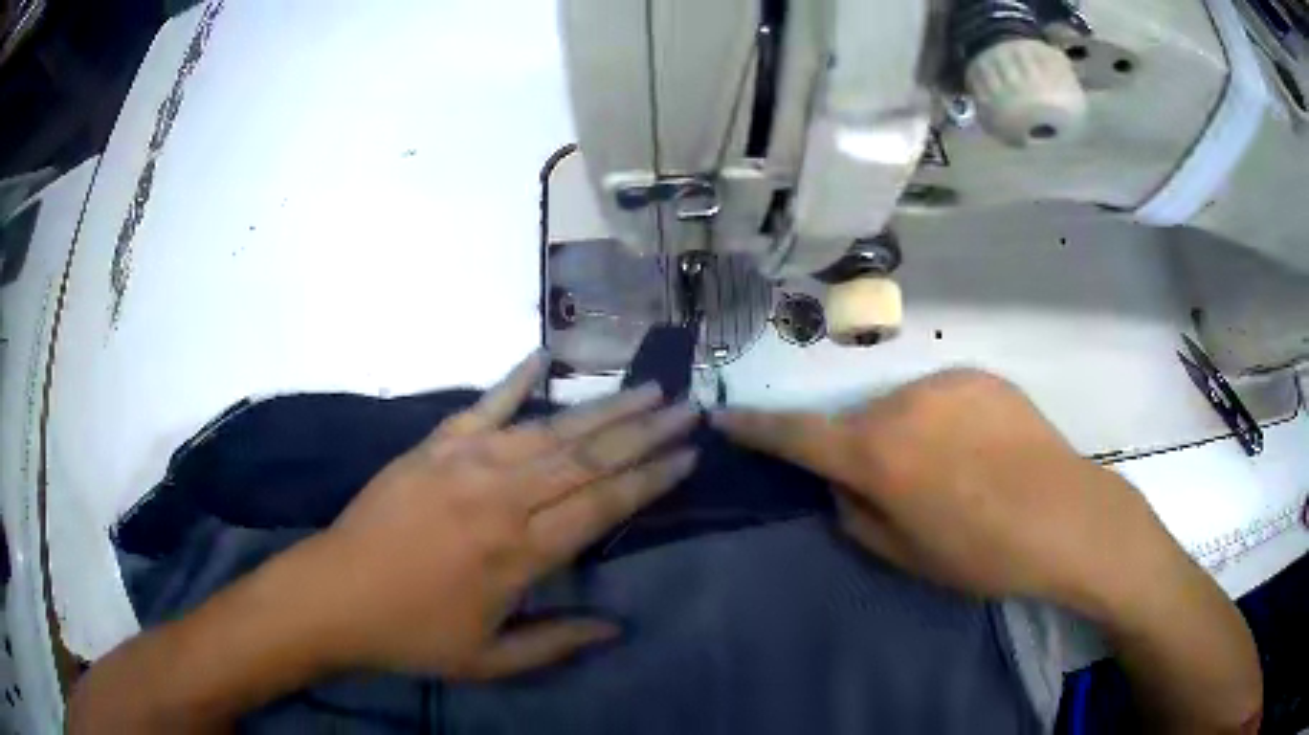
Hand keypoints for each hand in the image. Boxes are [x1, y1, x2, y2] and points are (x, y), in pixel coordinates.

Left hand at [299, 351, 698, 678]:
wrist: (335, 594)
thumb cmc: (414, 634)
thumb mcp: (490, 660)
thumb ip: (557, 641)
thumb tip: (618, 627)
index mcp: (519, 552)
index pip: (604, 505)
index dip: (651, 478)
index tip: (689, 454)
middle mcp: (501, 496)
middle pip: (587, 456)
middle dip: (644, 431)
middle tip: (687, 406)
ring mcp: (464, 462)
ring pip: (549, 428)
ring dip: (602, 408)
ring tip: (646, 388)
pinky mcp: (433, 445)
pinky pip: (483, 405)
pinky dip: (514, 380)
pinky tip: (543, 356)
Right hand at [713, 369, 1187, 613]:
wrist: (1067, 516)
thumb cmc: (983, 553)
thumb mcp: (906, 555)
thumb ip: (857, 514)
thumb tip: (840, 483)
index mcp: (878, 454)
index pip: (797, 435)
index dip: (755, 428)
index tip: (724, 417)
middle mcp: (902, 404)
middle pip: (856, 423)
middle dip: (857, 450)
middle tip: (891, 486)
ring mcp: (944, 383)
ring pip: (899, 408)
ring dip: (904, 435)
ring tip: (947, 472)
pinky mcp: (978, 376)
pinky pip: (941, 398)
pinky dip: (942, 422)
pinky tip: (978, 451)